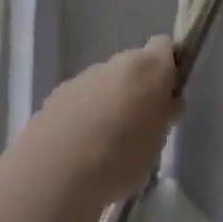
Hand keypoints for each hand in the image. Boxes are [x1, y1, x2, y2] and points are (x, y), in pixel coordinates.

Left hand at [30, 36, 181, 205]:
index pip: (166, 47)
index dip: (169, 68)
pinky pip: (80, 99)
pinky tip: (80, 148)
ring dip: (110, 102)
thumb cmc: (120, 159)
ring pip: (105, 82)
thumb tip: (166, 102)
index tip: (168, 97)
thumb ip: (163, 115)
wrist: (54, 174)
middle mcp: (115, 63)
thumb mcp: (157, 143)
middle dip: (138, 89)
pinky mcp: (56, 95)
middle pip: (134, 66)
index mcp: (148, 69)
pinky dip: (84, 114)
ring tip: (106, 145)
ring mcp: (83, 77)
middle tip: (140, 126)